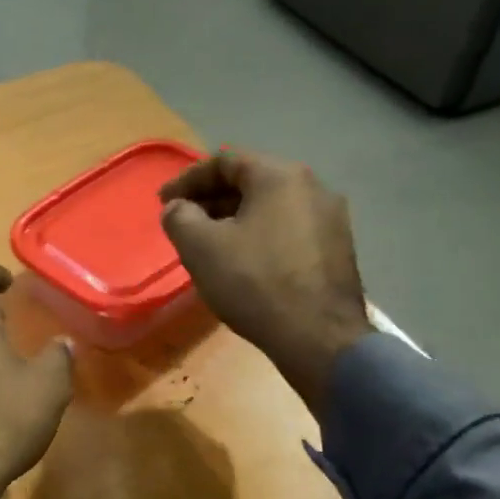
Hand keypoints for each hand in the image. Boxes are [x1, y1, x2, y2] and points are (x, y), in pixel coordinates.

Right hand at [159, 150, 371, 418]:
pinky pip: (287, 230)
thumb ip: (179, 217)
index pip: (224, 161)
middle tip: (183, 223)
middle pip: (250, 182)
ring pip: (270, 208)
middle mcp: (313, 187)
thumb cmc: (253, 282)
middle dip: (210, 199)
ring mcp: (330, 219)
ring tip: (208, 244)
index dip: (186, 179)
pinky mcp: (336, 249)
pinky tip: (241, 263)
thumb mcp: (200, 247)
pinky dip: (258, 236)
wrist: (317, 337)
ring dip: (234, 220)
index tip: (163, 202)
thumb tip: (178, 208)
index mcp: (280, 176)